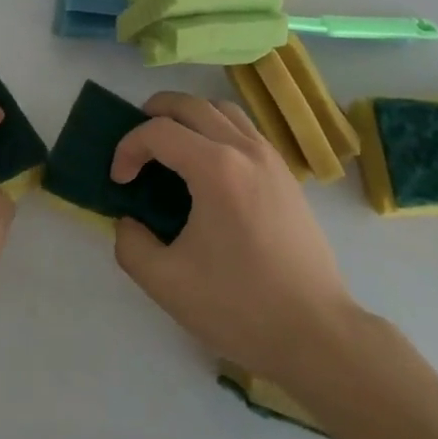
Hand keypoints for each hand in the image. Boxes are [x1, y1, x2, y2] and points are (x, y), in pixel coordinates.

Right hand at [111, 91, 362, 382]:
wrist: (318, 335)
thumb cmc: (241, 307)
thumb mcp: (167, 284)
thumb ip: (131, 245)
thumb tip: (129, 221)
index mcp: (216, 168)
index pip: (159, 131)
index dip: (128, 148)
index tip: (119, 181)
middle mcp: (245, 149)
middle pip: (190, 104)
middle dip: (154, 113)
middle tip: (136, 144)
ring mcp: (270, 158)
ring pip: (221, 109)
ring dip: (188, 116)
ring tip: (171, 145)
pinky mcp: (286, 174)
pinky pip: (244, 129)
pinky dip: (216, 129)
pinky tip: (208, 166)